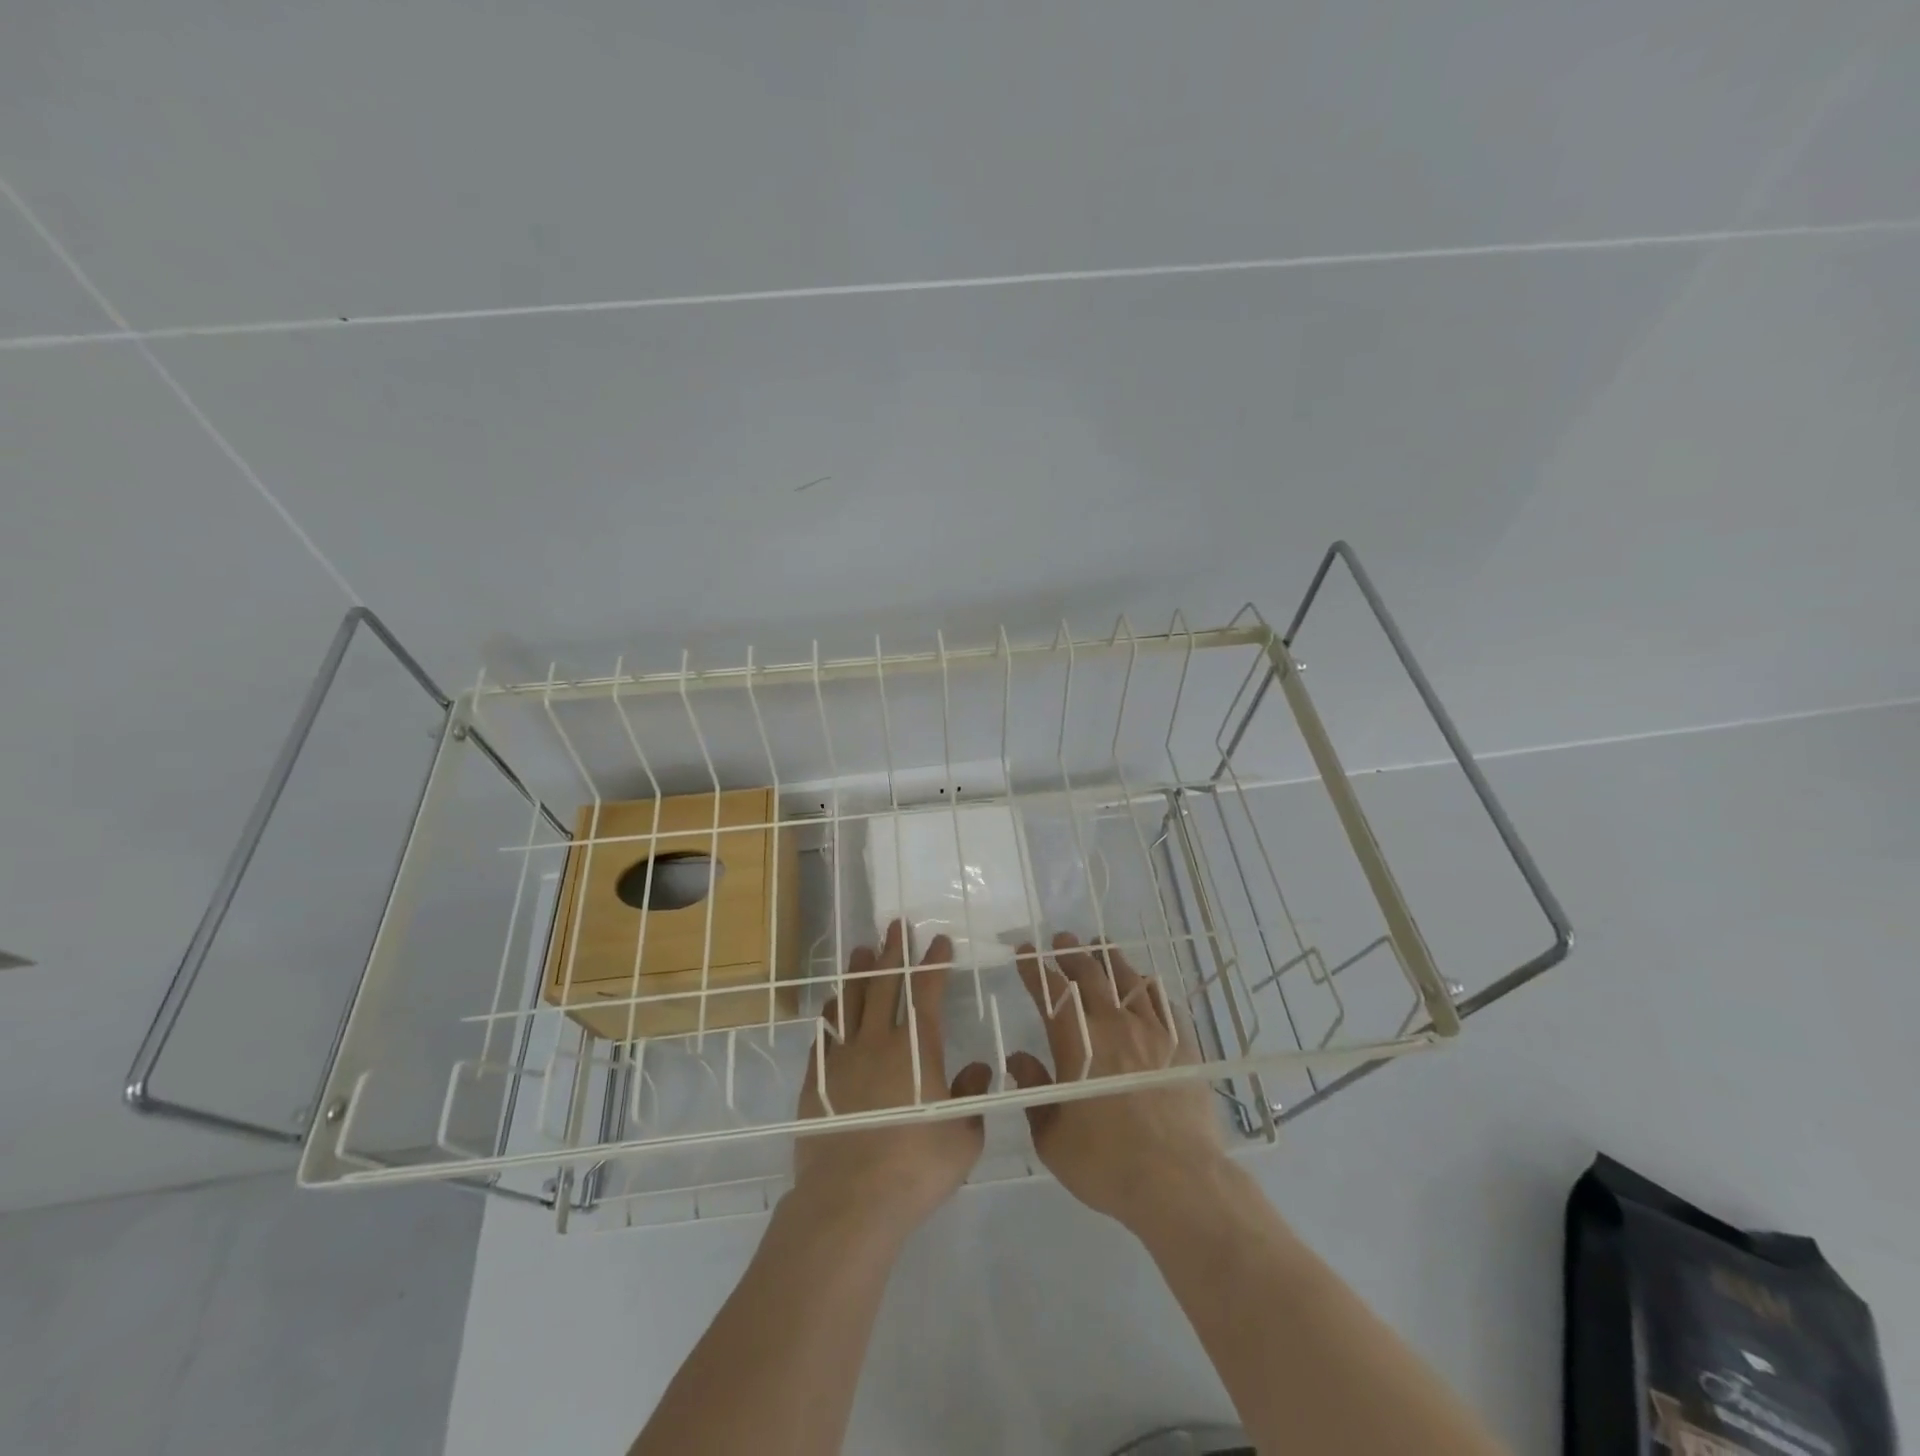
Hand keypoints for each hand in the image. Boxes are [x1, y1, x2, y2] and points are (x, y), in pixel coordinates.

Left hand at [793, 920, 991, 1240]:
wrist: (850, 1199)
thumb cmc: (916, 1167)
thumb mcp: (964, 1136)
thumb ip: (972, 1095)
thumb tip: (979, 1067)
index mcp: (917, 1048)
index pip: (928, 992)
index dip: (934, 964)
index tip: (939, 941)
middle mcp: (878, 1040)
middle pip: (886, 983)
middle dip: (894, 951)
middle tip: (896, 925)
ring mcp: (843, 1057)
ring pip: (851, 1001)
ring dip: (859, 973)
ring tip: (862, 951)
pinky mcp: (816, 1079)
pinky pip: (824, 1034)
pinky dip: (831, 1013)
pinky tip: (833, 1005)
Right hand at [1010, 932, 1225, 1232]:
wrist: (1179, 1181)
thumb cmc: (1106, 1164)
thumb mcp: (1052, 1138)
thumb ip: (1034, 1091)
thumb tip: (1019, 1059)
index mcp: (1077, 1043)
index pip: (1050, 993)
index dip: (1035, 969)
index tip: (1025, 952)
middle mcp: (1114, 1025)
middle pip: (1089, 975)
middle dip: (1071, 953)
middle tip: (1062, 939)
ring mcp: (1153, 1032)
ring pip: (1128, 980)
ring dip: (1110, 959)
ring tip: (1101, 946)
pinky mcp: (1184, 1046)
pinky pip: (1164, 1003)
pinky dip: (1149, 988)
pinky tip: (1146, 986)